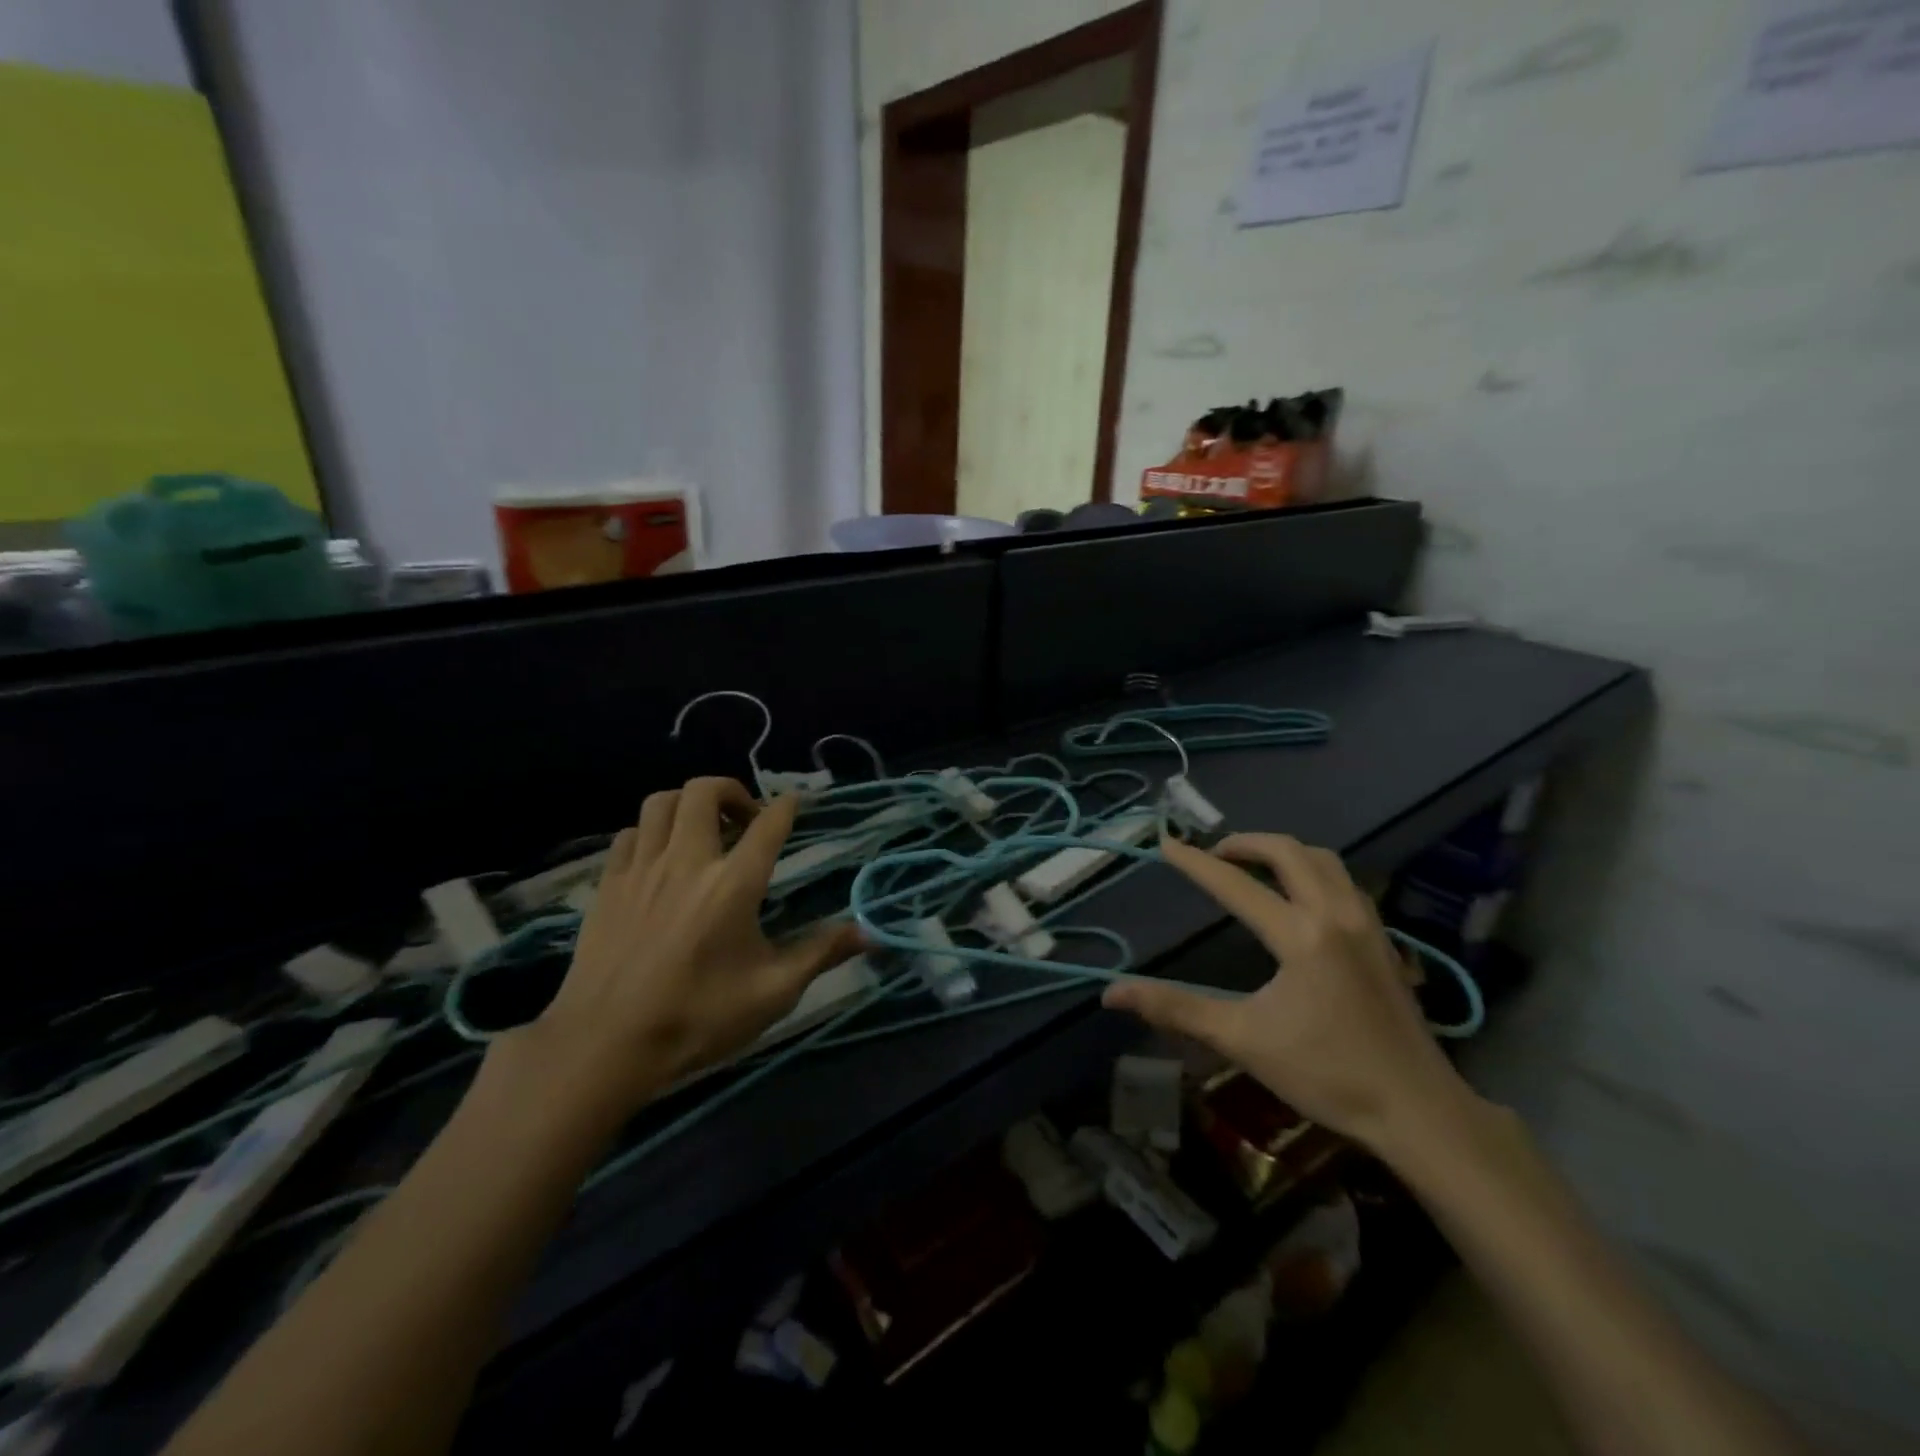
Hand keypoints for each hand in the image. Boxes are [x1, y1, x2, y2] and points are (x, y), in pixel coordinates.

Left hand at [504, 779, 863, 1124]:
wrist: (605, 1045)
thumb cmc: (697, 1018)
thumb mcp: (772, 992)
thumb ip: (821, 954)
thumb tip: (869, 934)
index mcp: (734, 884)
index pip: (768, 824)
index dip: (787, 805)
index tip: (796, 802)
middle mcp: (688, 861)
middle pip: (705, 791)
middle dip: (732, 791)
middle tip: (746, 819)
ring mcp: (642, 868)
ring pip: (662, 802)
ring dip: (689, 804)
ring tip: (704, 830)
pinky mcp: (608, 884)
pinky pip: (630, 834)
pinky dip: (652, 832)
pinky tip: (661, 858)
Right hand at [1103, 834, 1480, 1154]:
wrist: (1418, 1110)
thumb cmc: (1326, 1074)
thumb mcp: (1242, 1040)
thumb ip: (1176, 1008)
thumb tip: (1112, 994)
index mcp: (1300, 935)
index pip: (1235, 885)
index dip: (1195, 863)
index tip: (1166, 843)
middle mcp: (1336, 915)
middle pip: (1289, 852)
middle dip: (1246, 843)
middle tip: (1214, 854)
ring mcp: (1367, 924)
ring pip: (1324, 861)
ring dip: (1284, 852)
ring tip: (1254, 867)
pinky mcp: (1385, 941)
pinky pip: (1345, 883)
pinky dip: (1314, 872)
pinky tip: (1301, 898)